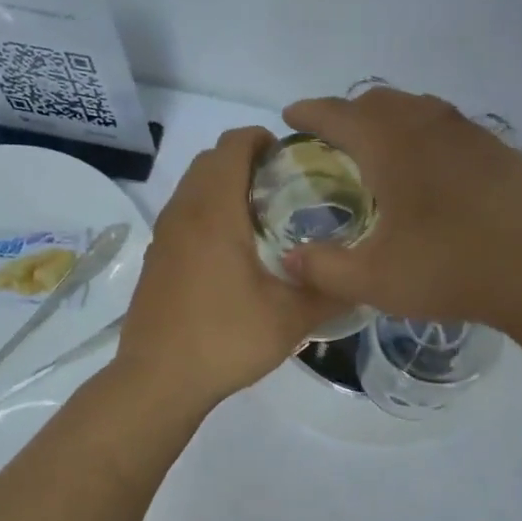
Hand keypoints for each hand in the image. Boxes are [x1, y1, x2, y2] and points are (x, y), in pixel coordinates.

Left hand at [117, 127, 349, 404]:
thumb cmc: (225, 340)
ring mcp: (164, 235)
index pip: (233, 144)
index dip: (263, 140)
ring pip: (193, 186)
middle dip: (246, 161)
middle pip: (210, 160)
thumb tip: (365, 280)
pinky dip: (206, 212)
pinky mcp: (156, 258)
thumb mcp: (291, 319)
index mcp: (214, 212)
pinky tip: (232, 253)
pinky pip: (182, 214)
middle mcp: (183, 212)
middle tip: (285, 189)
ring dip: (224, 187)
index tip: (293, 161)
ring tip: (262, 219)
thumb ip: (331, 293)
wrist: (157, 380)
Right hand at [279, 87, 521, 326]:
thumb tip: (289, 262)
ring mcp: (469, 133)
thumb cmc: (449, 269)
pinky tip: (432, 169)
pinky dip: (425, 134)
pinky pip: (449, 126)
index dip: (309, 112)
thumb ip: (324, 269)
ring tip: (380, 150)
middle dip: (348, 113)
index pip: (337, 113)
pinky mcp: (499, 149)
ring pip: (418, 107)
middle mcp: (427, 126)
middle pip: (378, 100)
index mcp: (390, 146)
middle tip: (334, 141)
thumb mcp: (374, 280)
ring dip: (389, 119)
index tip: (291, 116)